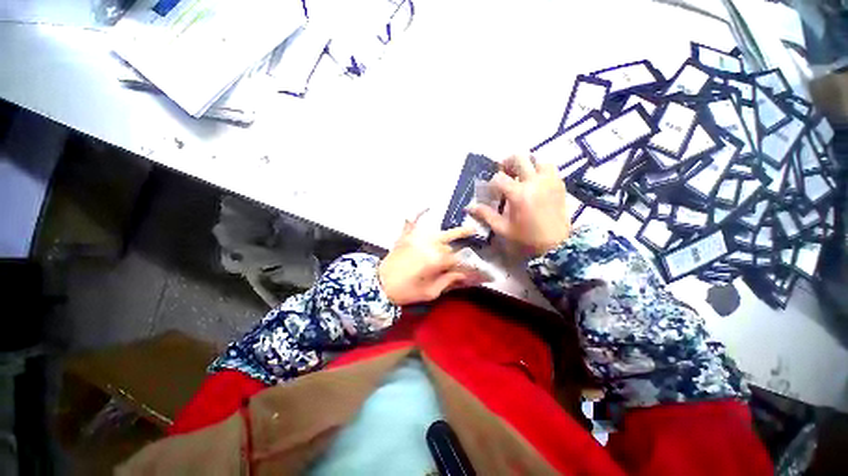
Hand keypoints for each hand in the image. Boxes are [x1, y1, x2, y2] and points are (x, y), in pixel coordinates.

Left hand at [378, 212, 481, 305]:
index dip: (469, 267)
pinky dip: (418, 213)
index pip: (458, 261)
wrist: (379, 285)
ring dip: (455, 234)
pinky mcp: (406, 236)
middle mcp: (429, 246)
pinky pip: (412, 221)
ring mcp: (416, 239)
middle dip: (459, 255)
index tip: (478, 272)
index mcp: (436, 261)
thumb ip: (448, 281)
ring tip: (470, 230)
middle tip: (467, 259)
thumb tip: (464, 275)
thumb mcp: (429, 292)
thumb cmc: (405, 292)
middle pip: (450, 248)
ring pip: (441, 234)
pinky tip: (427, 206)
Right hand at [469, 154, 570, 255]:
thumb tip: (469, 207)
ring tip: (521, 175)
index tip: (492, 193)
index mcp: (518, 194)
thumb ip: (486, 214)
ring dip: (526, 164)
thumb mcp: (502, 228)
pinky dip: (540, 170)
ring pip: (537, 159)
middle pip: (518, 158)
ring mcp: (549, 181)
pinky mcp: (559, 184)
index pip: (499, 178)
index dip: (492, 184)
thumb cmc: (526, 238)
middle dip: (507, 163)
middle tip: (504, 173)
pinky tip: (535, 181)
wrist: (556, 245)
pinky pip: (549, 168)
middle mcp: (534, 182)